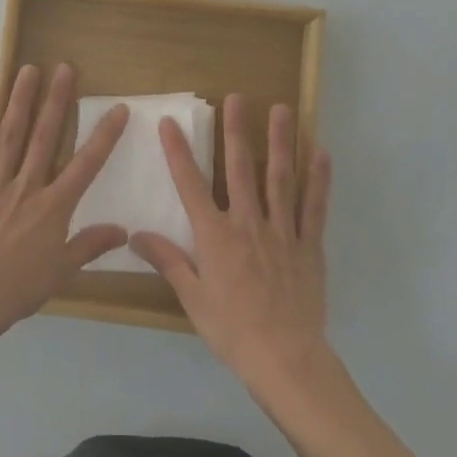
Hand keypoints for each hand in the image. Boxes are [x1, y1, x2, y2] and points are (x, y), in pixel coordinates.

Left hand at [0, 64, 129, 331]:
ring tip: (29, 70)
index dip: (104, 135)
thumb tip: (123, 230)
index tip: (118, 109)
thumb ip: (90, 244)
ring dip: (21, 100)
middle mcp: (29, 185)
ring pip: (11, 134)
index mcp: (55, 206)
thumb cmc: (20, 286)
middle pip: (45, 136)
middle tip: (65, 69)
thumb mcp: (62, 269)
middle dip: (57, 101)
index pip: (87, 164)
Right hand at [130, 94, 333, 394]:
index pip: (191, 185)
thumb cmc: (232, 330)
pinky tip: (321, 153)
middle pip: (241, 169)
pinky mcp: (309, 245)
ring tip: (281, 109)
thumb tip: (135, 235)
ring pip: (280, 178)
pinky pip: (314, 207)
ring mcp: (282, 232)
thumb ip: (167, 261)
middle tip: (237, 97)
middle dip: (236, 131)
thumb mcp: (192, 298)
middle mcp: (248, 224)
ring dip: (280, 142)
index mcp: (215, 236)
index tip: (170, 122)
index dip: (178, 152)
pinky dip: (318, 179)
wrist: (285, 359)